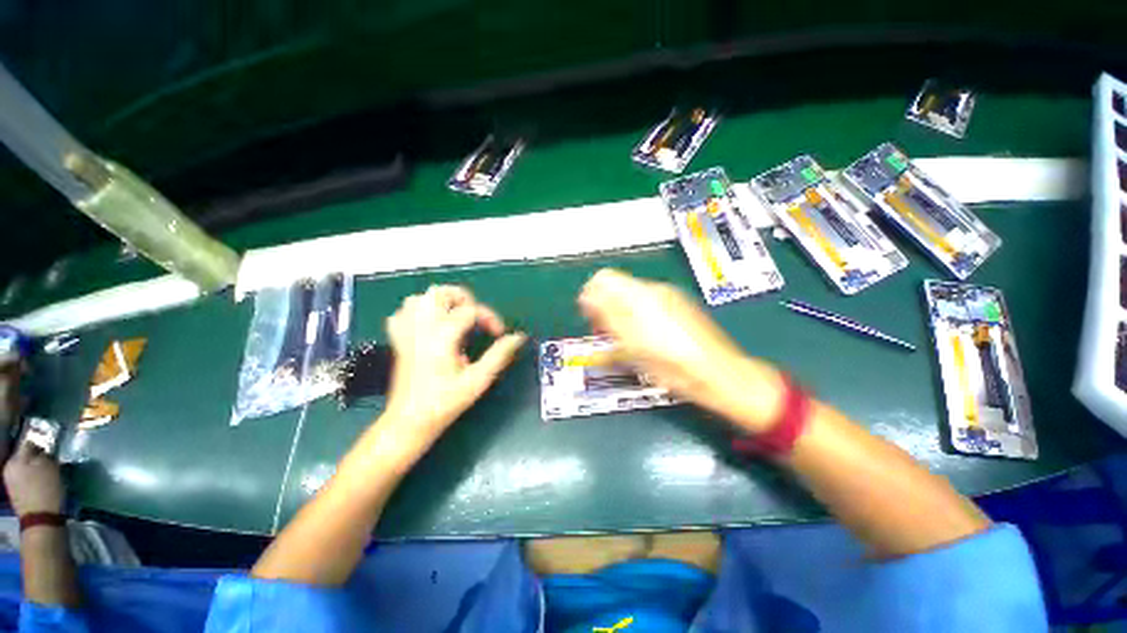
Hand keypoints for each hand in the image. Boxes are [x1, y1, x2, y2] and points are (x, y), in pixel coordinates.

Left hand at [3, 441, 64, 515]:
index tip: (52, 443)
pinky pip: (27, 477)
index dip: (41, 441)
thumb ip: (45, 454)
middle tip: (52, 457)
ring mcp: (12, 482)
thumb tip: (46, 448)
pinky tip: (44, 482)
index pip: (29, 442)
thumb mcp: (50, 468)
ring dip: (37, 466)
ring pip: (26, 467)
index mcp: (15, 460)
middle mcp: (10, 468)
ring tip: (49, 470)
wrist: (41, 519)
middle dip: (38, 455)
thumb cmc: (46, 490)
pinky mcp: (18, 491)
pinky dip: (36, 477)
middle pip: (26, 456)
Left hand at [381, 285, 525, 454]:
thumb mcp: (478, 380)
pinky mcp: (398, 340)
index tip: (498, 333)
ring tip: (456, 317)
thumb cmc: (444, 403)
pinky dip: (420, 311)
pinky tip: (431, 325)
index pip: (470, 311)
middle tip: (476, 318)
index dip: (489, 318)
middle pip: (440, 293)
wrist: (408, 421)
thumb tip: (517, 337)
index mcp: (442, 337)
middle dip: (464, 300)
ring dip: (442, 302)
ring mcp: (406, 332)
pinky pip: (404, 312)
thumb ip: (499, 355)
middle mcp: (421, 328)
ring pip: (420, 298)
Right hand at [578, 269, 784, 431]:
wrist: (718, 374)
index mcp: (640, 295)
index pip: (603, 278)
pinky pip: (649, 304)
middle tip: (605, 334)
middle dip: (605, 308)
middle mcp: (655, 290)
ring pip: (632, 297)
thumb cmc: (671, 364)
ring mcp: (670, 297)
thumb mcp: (630, 344)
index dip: (591, 297)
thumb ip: (607, 316)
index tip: (591, 320)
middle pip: (617, 288)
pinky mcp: (680, 307)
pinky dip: (638, 317)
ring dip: (620, 314)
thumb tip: (587, 296)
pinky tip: (645, 338)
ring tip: (624, 340)